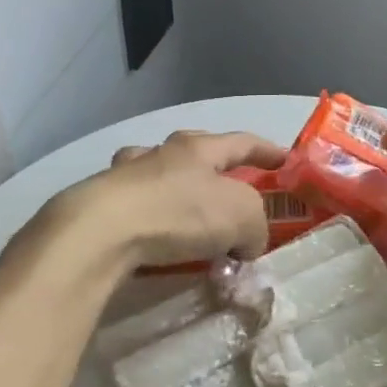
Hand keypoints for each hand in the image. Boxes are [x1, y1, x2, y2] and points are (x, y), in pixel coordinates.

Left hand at [12, 131, 286, 279]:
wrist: (101, 232)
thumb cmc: (180, 213)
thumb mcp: (242, 218)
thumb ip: (256, 227)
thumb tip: (246, 244)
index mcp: (199, 148)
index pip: (243, 142)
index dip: (268, 151)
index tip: (286, 160)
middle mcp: (162, 153)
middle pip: (196, 151)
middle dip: (216, 167)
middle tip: (231, 188)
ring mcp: (126, 175)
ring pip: (158, 173)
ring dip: (176, 189)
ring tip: (187, 215)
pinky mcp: (100, 203)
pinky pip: (135, 206)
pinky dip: (149, 218)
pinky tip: (152, 238)